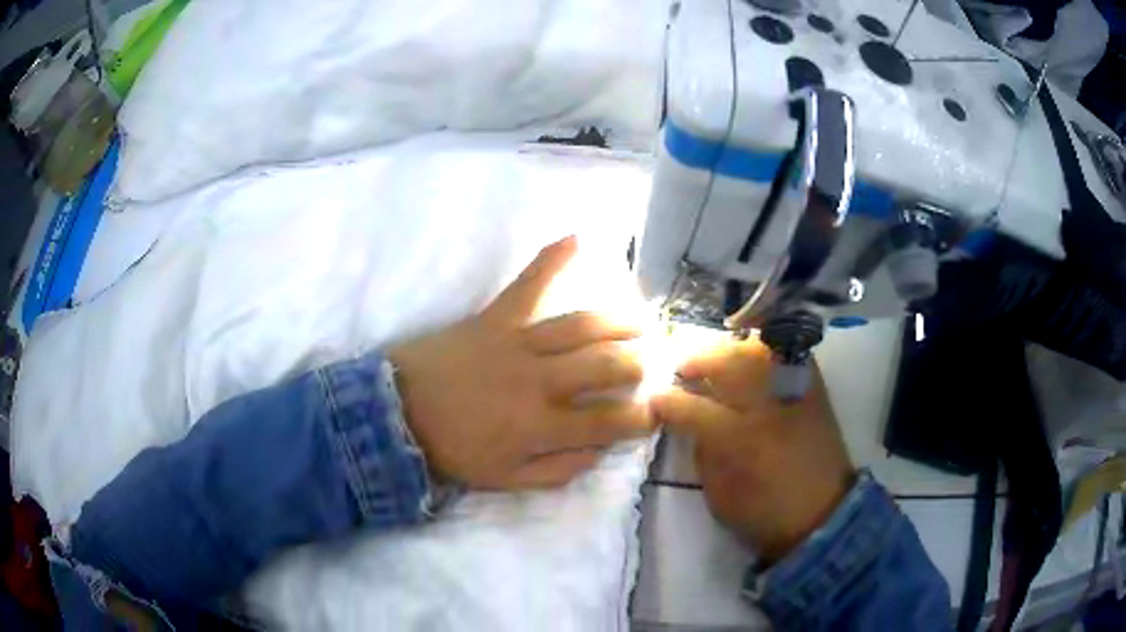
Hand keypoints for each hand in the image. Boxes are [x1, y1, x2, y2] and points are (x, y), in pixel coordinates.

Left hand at [389, 236, 654, 490]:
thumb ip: (556, 470)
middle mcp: (539, 381)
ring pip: (582, 326)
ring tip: (642, 321)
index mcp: (541, 426)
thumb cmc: (452, 449)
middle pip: (606, 365)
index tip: (654, 413)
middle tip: (651, 364)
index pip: (608, 422)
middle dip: (638, 365)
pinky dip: (551, 259)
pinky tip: (577, 238)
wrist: (396, 412)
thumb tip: (599, 452)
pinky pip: (527, 285)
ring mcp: (518, 343)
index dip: (640, 418)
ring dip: (619, 322)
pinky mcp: (495, 318)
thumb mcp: (504, 480)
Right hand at [652, 340, 854, 563]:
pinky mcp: (814, 390)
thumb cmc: (765, 514)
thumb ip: (703, 453)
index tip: (655, 400)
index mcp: (742, 440)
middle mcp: (769, 407)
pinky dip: (764, 350)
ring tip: (716, 360)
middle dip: (696, 362)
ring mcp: (795, 393)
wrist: (824, 515)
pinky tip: (751, 358)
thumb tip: (689, 421)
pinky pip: (787, 354)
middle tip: (682, 371)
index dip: (667, 401)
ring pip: (757, 350)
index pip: (694, 407)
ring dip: (728, 351)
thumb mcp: (719, 496)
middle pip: (727, 364)